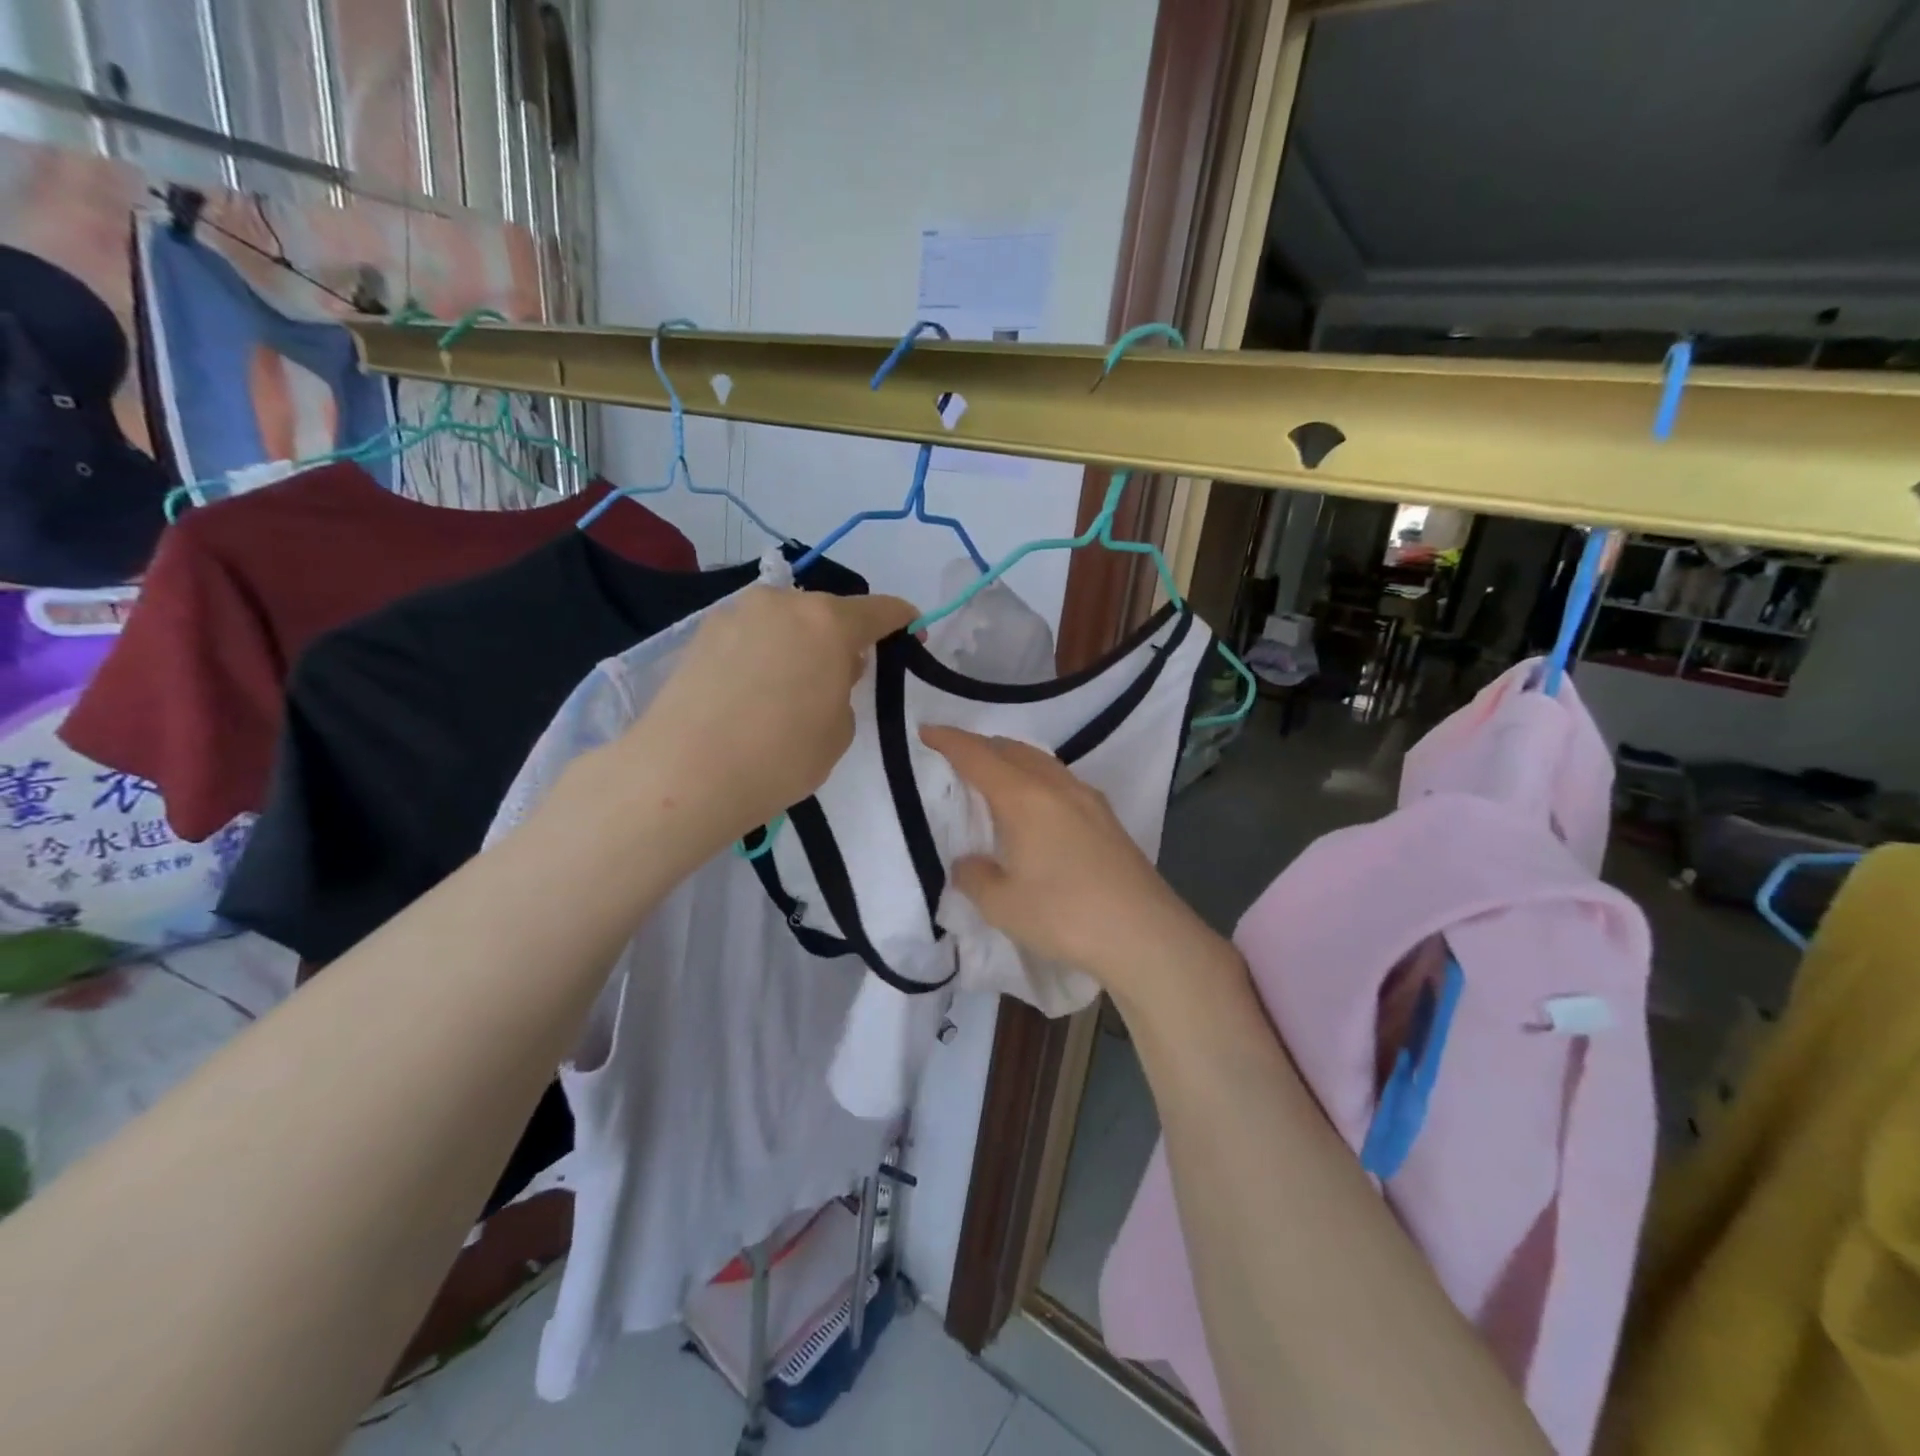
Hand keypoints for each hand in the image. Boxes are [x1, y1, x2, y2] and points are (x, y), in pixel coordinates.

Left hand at [622, 587, 916, 855]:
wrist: (684, 773)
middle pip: (827, 612)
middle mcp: (783, 603)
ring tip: (789, 689)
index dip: (901, 621)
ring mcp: (736, 613)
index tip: (912, 633)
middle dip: (842, 637)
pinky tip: (752, 691)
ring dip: (799, 643)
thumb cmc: (780, 757)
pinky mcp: (701, 633)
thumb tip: (827, 668)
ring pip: (785, 621)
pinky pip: (751, 635)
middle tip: (841, 677)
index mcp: (829, 622)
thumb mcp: (838, 731)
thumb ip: (844, 688)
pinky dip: (763, 653)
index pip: (880, 610)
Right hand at [921, 727, 1241, 1013]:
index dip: (949, 741)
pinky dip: (1037, 779)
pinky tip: (1037, 807)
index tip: (926, 732)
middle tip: (957, 756)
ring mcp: (1088, 799)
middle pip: (1013, 749)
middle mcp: (1056, 786)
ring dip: (1013, 760)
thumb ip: (976, 877)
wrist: (1144, 933)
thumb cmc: (1064, 915)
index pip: (978, 756)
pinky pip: (1061, 781)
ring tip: (995, 777)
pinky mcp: (1107, 819)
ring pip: (1042, 762)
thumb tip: (969, 862)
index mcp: (1024, 797)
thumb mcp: (1002, 904)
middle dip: (982, 746)